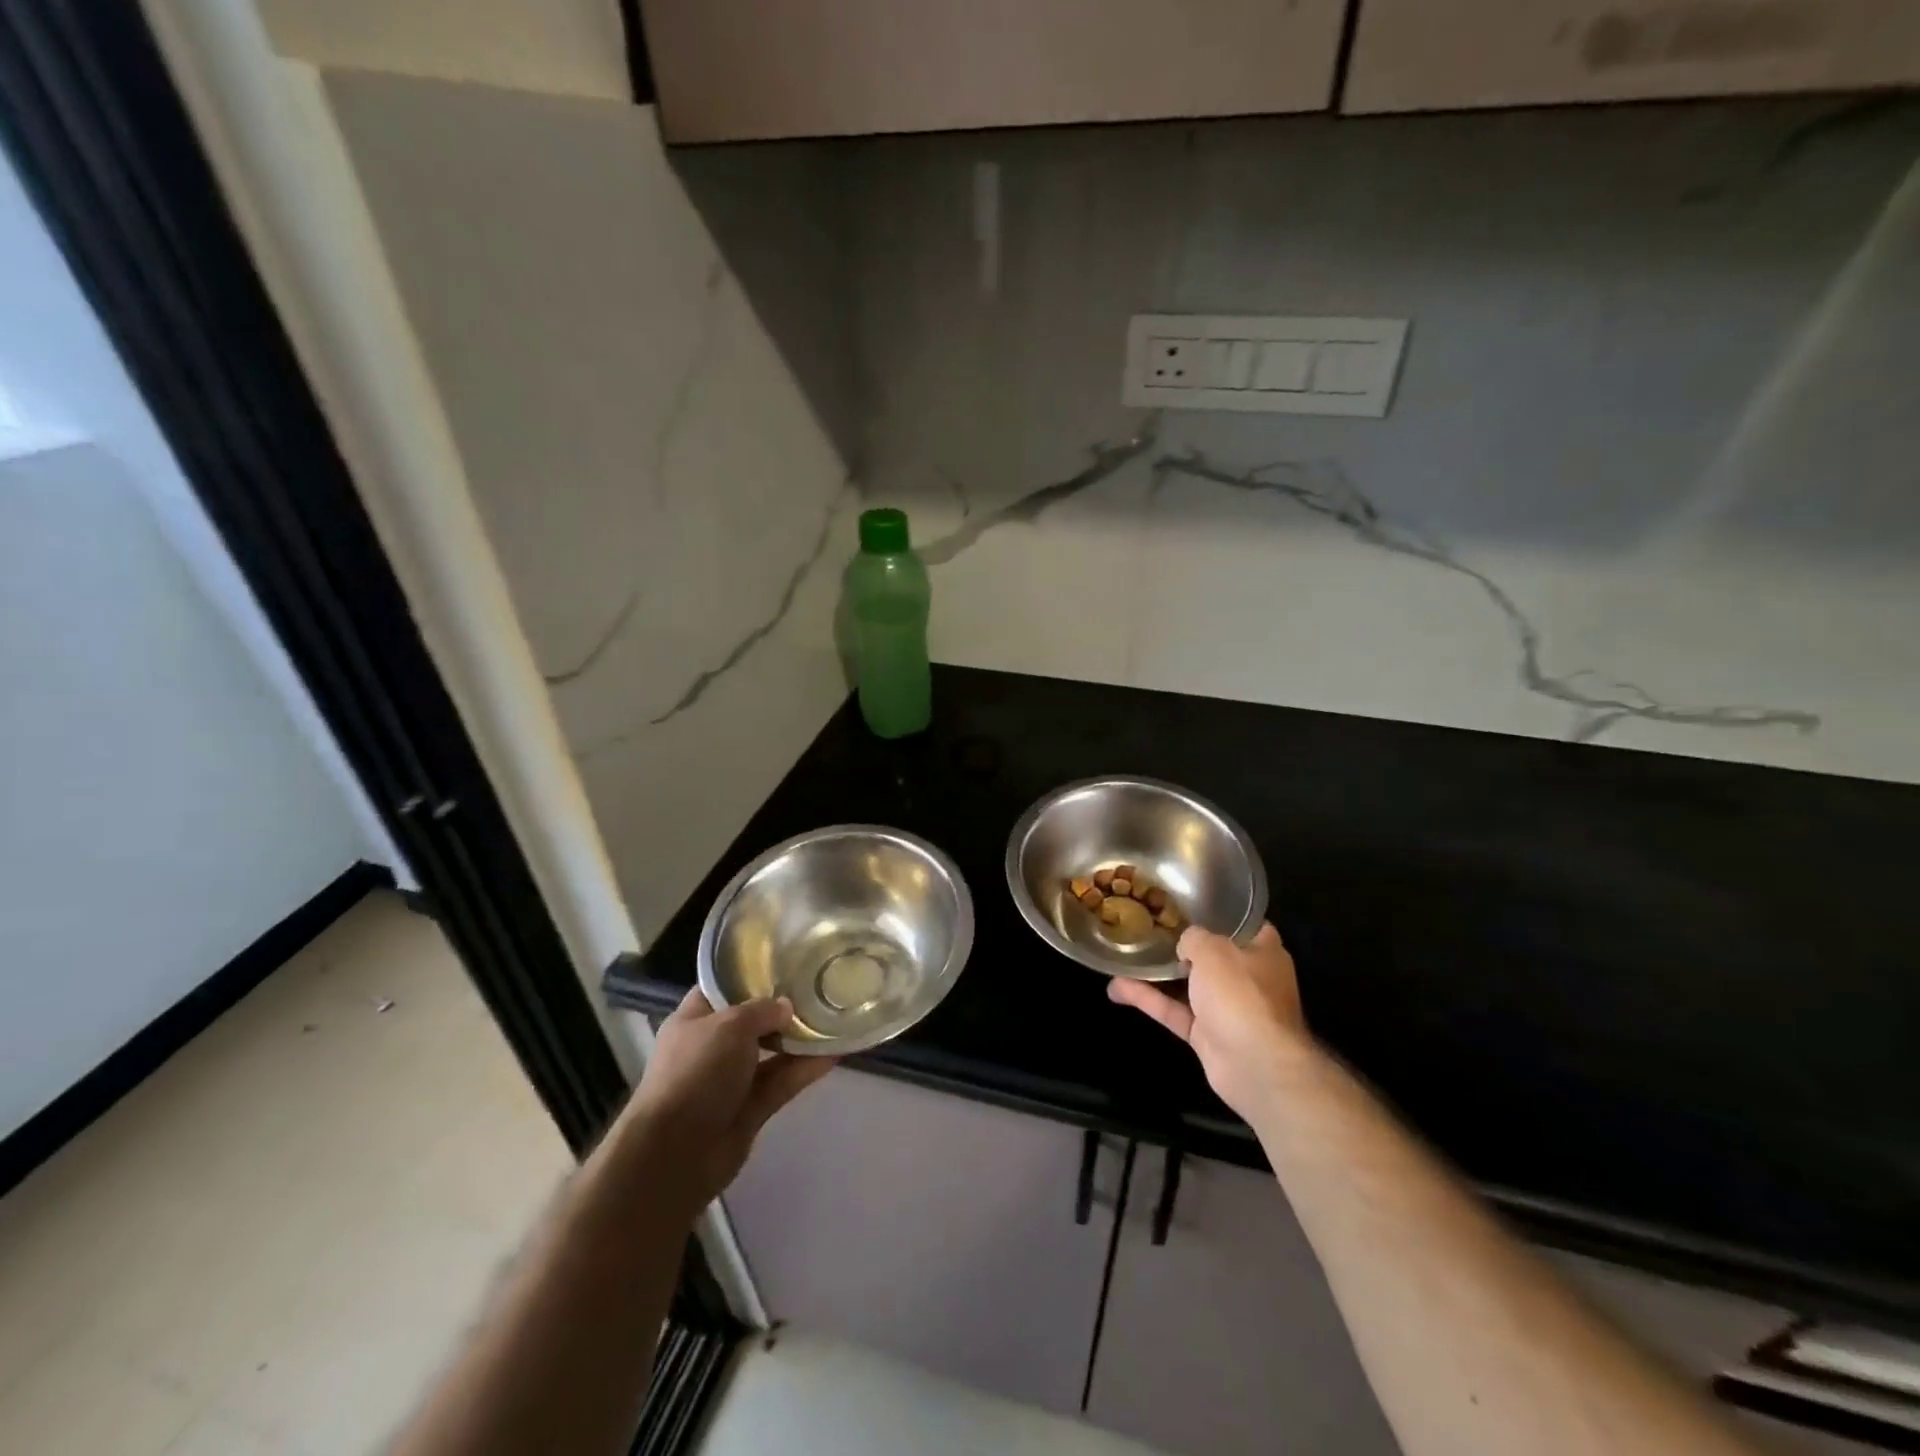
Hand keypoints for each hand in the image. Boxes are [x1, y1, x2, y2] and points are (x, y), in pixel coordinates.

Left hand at [615, 989, 835, 1215]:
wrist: (676, 1153)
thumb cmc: (696, 1073)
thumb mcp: (729, 1026)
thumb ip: (762, 1010)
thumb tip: (787, 1007)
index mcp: (695, 1019)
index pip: (723, 987)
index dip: (751, 973)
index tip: (786, 960)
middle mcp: (712, 1047)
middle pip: (753, 1020)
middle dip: (783, 1007)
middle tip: (820, 986)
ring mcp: (731, 1080)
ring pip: (772, 1052)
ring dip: (799, 1039)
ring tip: (834, 1018)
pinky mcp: (750, 1109)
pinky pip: (782, 1082)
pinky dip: (804, 1070)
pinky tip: (833, 1054)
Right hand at [1108, 923, 1313, 1120]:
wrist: (1255, 1065)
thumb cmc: (1241, 993)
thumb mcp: (1213, 949)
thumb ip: (1194, 938)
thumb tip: (1185, 944)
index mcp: (1263, 952)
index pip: (1244, 925)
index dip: (1219, 914)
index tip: (1188, 904)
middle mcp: (1248, 979)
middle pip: (1212, 956)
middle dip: (1182, 945)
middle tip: (1148, 926)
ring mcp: (1227, 1009)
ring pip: (1187, 985)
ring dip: (1157, 974)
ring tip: (1124, 956)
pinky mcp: (1207, 1035)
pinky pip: (1174, 1011)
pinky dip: (1149, 1000)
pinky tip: (1117, 988)